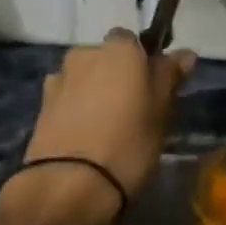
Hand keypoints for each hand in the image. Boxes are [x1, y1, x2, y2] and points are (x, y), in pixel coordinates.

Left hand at [0, 29, 194, 224]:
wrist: (70, 183)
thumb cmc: (129, 144)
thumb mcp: (160, 113)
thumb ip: (168, 78)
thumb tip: (184, 54)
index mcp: (118, 49)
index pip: (132, 41)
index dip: (142, 62)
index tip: (152, 88)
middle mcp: (84, 54)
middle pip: (104, 58)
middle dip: (115, 76)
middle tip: (131, 110)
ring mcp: (59, 79)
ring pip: (83, 78)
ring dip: (93, 93)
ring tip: (105, 127)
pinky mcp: (41, 106)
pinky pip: (66, 99)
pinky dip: (75, 110)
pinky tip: (83, 136)